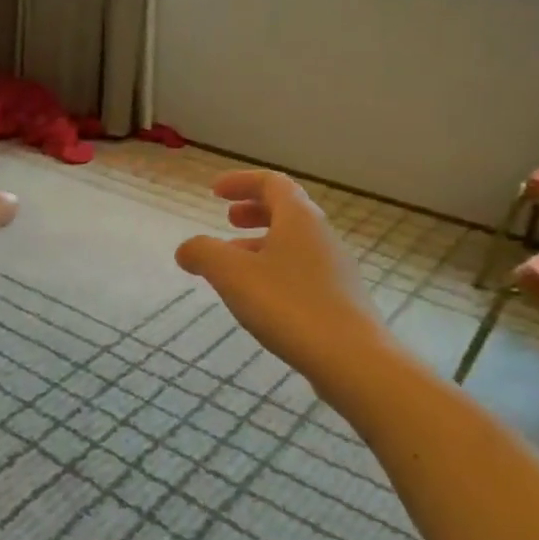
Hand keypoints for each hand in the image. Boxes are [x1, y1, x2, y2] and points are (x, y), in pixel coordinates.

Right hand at [175, 171, 379, 377]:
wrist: (351, 358)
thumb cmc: (288, 304)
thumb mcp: (232, 274)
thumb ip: (203, 253)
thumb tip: (186, 249)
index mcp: (299, 218)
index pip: (271, 183)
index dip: (241, 181)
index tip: (214, 191)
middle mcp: (321, 235)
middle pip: (287, 210)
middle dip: (254, 210)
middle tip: (228, 219)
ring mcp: (334, 268)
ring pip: (293, 242)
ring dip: (261, 243)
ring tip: (233, 263)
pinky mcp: (339, 298)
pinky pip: (301, 269)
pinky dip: (274, 268)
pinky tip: (259, 296)